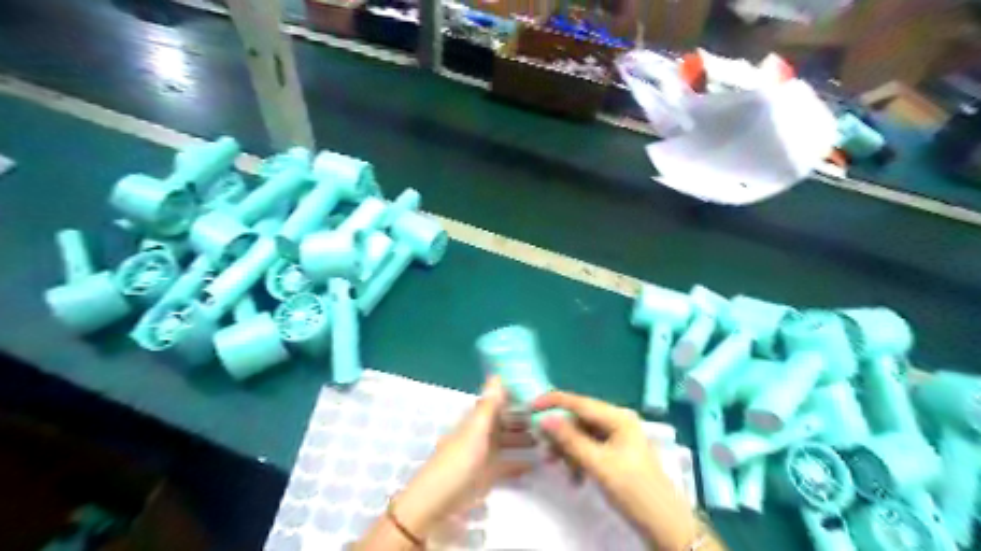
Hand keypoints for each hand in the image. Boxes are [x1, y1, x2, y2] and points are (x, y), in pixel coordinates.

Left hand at [393, 377, 534, 540]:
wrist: (439, 503)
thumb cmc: (458, 461)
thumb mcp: (476, 430)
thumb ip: (489, 405)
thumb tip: (497, 374)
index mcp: (477, 419)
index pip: (499, 402)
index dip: (516, 397)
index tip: (540, 394)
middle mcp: (481, 433)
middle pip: (505, 422)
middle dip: (525, 420)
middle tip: (551, 420)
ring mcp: (484, 455)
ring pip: (508, 442)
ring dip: (525, 440)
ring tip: (549, 440)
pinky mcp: (488, 476)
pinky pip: (508, 465)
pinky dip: (521, 463)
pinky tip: (538, 463)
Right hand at [535, 392, 699, 549]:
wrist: (665, 525)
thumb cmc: (634, 490)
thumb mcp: (598, 464)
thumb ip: (570, 440)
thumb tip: (544, 419)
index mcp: (617, 417)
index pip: (578, 401)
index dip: (552, 401)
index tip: (529, 408)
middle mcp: (617, 422)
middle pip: (578, 419)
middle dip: (560, 434)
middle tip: (543, 450)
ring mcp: (617, 438)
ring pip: (581, 435)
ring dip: (567, 450)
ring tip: (557, 467)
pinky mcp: (616, 454)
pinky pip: (589, 449)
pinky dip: (578, 460)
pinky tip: (574, 478)